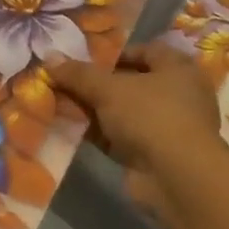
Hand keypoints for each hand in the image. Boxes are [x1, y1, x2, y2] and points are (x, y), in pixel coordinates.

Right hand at [50, 44, 222, 209]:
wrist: (177, 178)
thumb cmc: (150, 115)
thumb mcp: (108, 88)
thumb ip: (79, 73)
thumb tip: (49, 58)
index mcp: (178, 69)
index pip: (147, 51)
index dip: (116, 53)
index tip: (87, 60)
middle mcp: (178, 96)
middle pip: (132, 83)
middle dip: (100, 84)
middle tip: (69, 82)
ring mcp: (168, 128)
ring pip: (125, 112)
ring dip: (97, 111)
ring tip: (63, 104)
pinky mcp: (156, 156)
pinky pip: (122, 138)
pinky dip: (101, 134)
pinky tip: (73, 130)